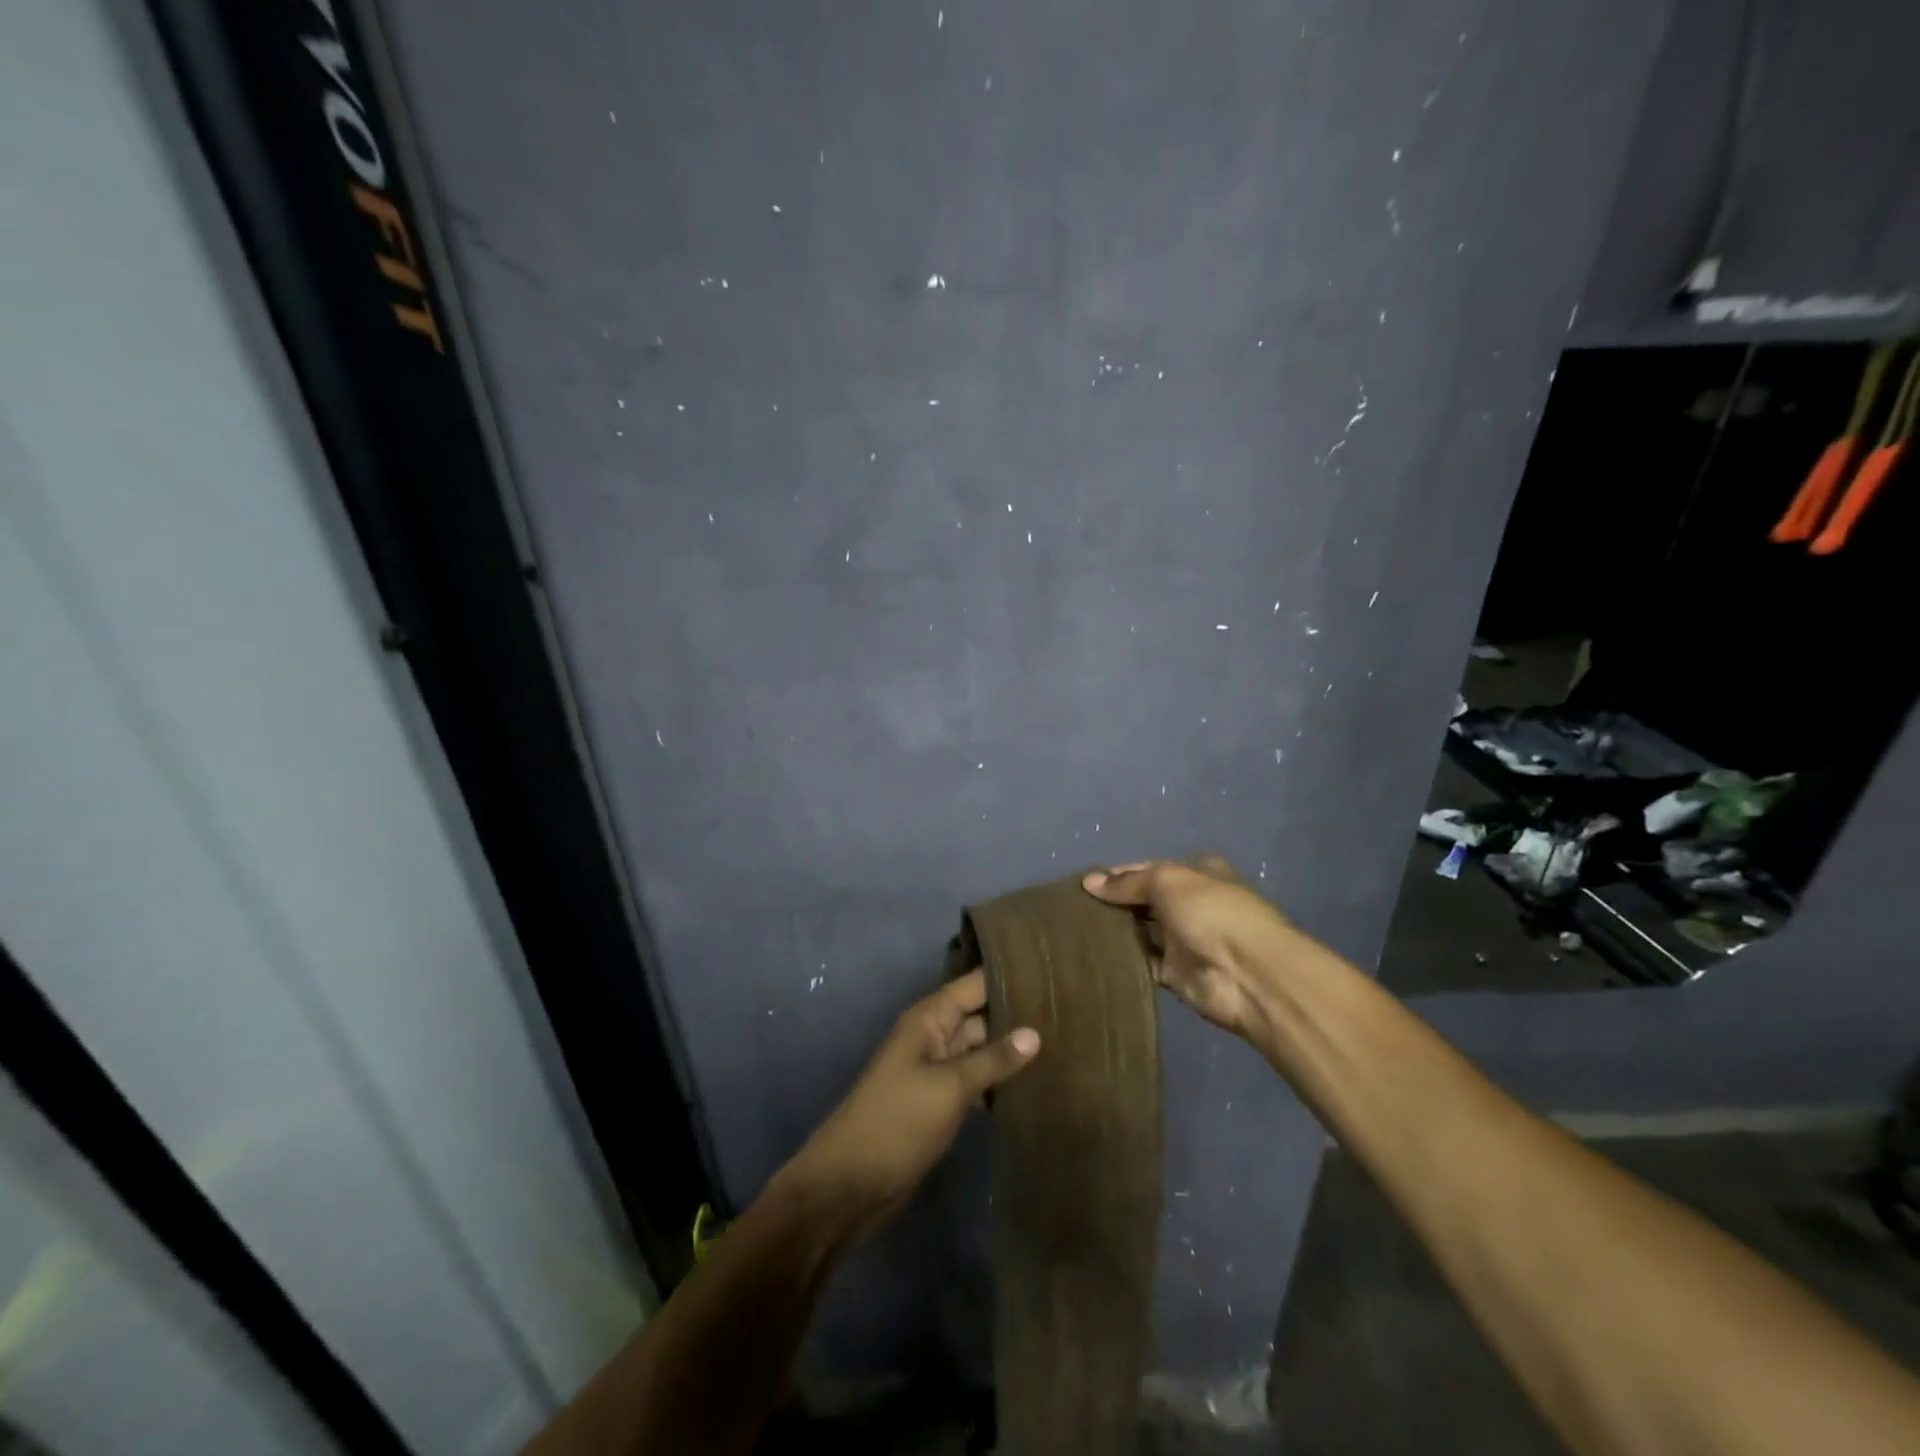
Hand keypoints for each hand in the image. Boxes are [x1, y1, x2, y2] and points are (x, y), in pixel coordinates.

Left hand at [784, 970, 1038, 1238]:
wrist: (852, 1182)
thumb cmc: (899, 1120)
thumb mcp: (950, 1086)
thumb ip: (994, 1059)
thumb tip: (1035, 1033)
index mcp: (930, 1018)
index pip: (975, 984)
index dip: (1010, 976)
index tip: (1052, 972)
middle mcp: (934, 1035)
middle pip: (981, 1014)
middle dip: (1018, 1014)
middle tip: (1070, 1013)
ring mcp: (937, 1069)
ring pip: (981, 1048)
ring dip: (1012, 1050)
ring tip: (1064, 1044)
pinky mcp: (941, 1100)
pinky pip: (976, 1079)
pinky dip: (999, 1081)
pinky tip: (1034, 1085)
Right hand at [1081, 857, 1294, 1040]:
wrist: (1248, 975)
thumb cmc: (1211, 912)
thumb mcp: (1167, 881)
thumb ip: (1128, 883)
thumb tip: (1089, 882)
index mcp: (1196, 874)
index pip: (1149, 869)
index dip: (1119, 874)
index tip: (1086, 881)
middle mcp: (1190, 904)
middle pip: (1144, 901)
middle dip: (1114, 902)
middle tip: (1073, 906)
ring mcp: (1183, 940)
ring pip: (1141, 932)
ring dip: (1116, 931)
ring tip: (1074, 929)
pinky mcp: (1175, 974)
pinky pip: (1143, 963)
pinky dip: (1123, 959)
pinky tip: (1093, 955)